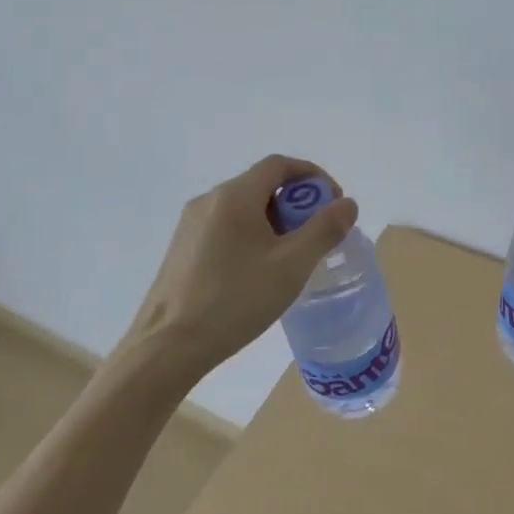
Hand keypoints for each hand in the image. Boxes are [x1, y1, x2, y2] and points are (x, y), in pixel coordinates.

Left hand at [127, 155, 358, 377]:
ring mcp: (191, 225)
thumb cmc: (234, 300)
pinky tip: (259, 272)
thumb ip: (324, 230)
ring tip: (292, 257)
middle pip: (262, 185)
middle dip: (296, 203)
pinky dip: (252, 235)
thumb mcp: (291, 266)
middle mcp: (209, 201)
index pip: (280, 165)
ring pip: (244, 208)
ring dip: (275, 221)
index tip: (333, 203)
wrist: (166, 348)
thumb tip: (347, 204)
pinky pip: (226, 228)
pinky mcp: (182, 250)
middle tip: (317, 235)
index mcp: (234, 196)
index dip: (312, 176)